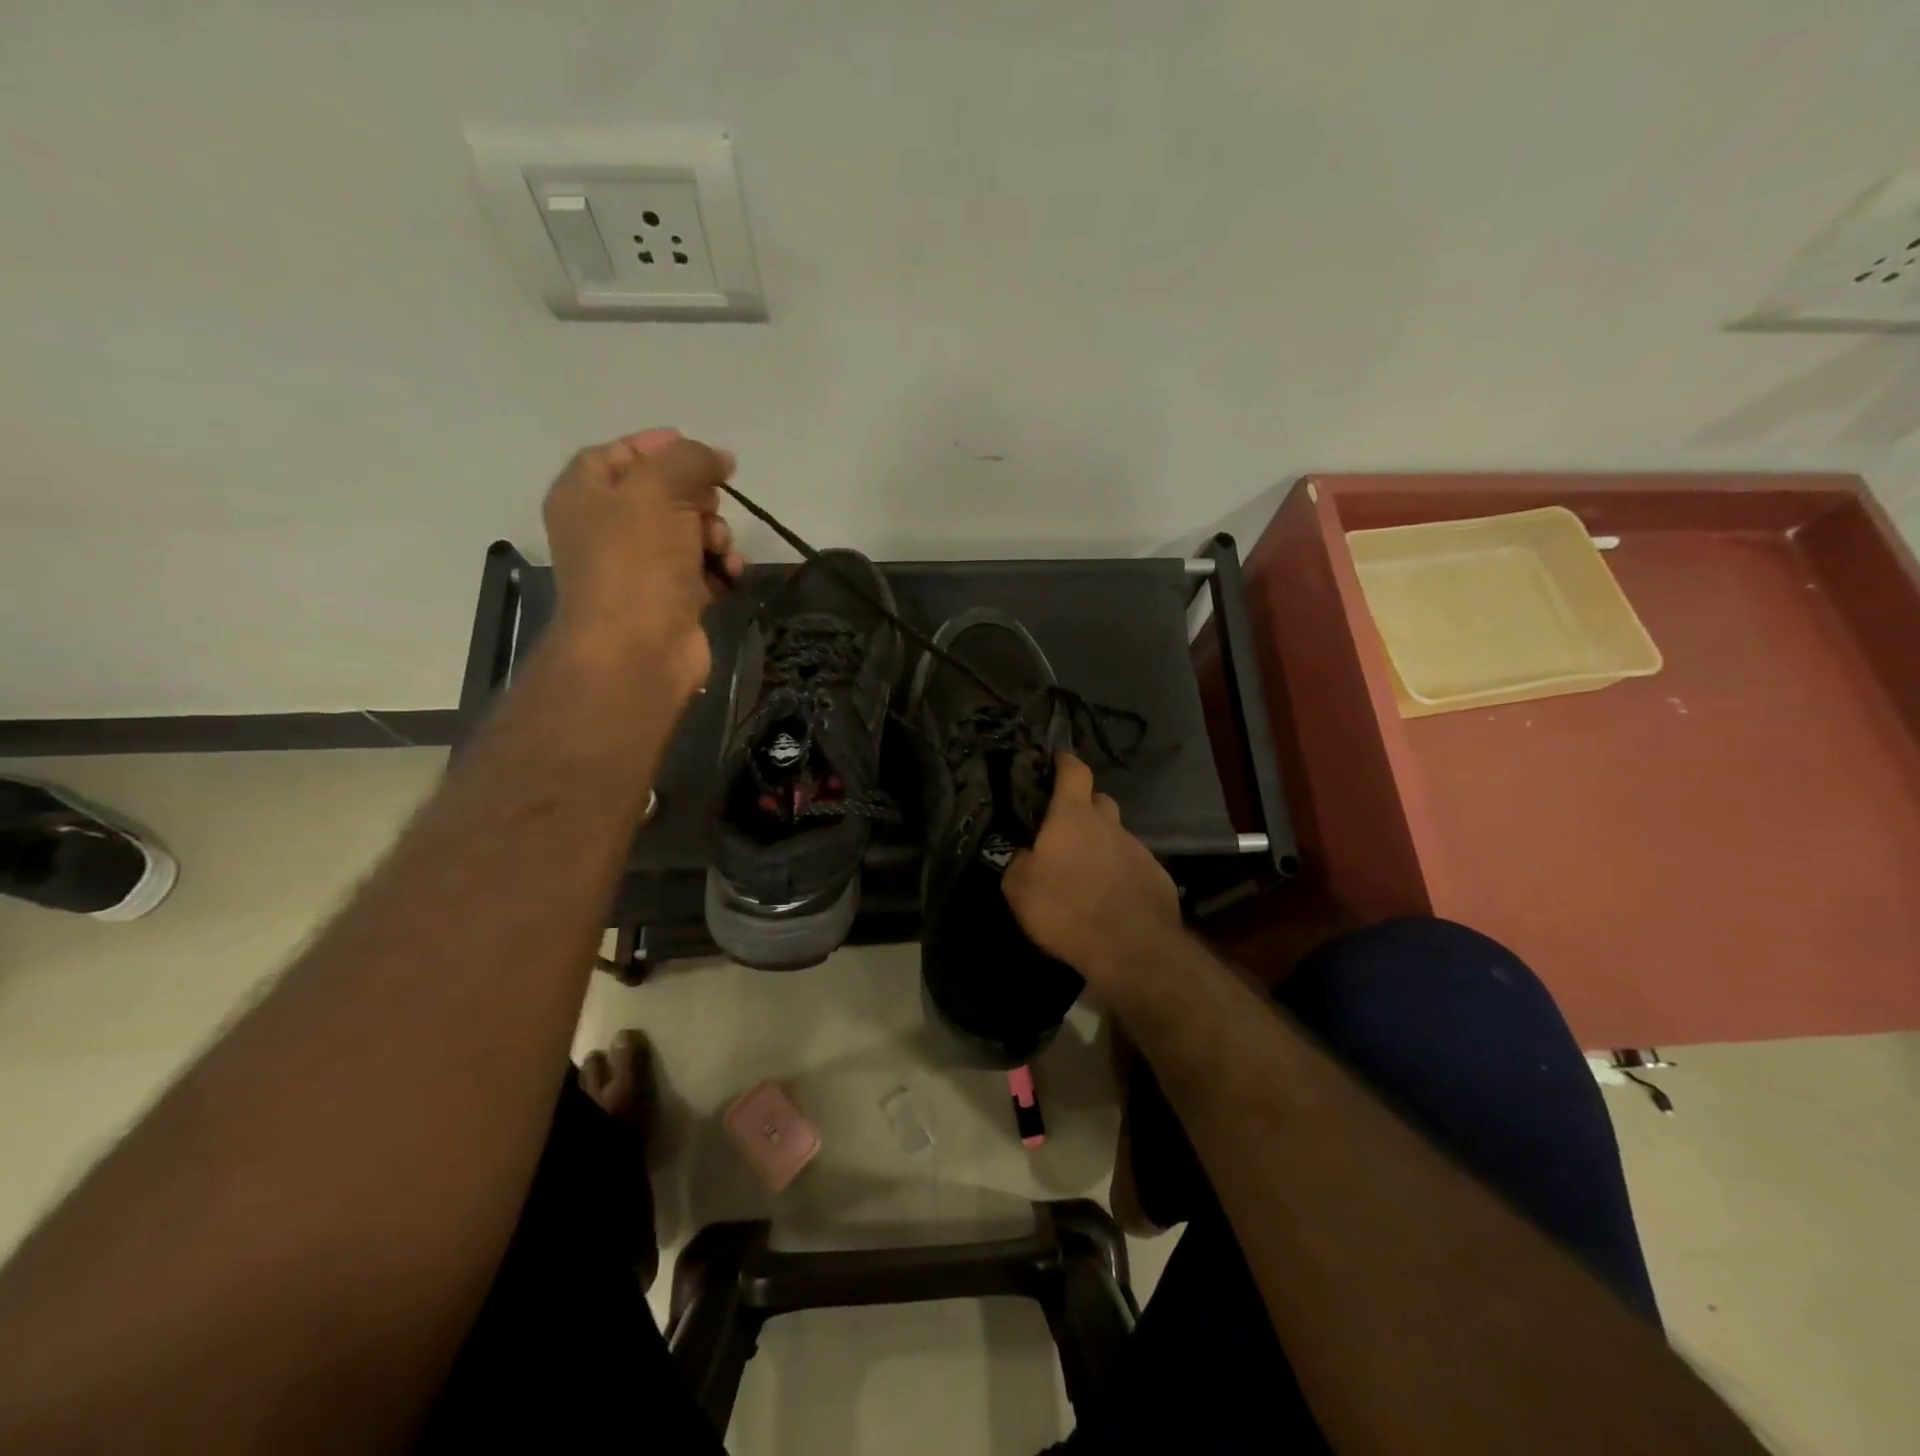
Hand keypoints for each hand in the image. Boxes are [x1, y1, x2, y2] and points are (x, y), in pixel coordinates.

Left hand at [543, 427, 743, 699]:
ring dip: (716, 534)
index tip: (702, 452)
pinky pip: (702, 569)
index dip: (658, 446)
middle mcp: (607, 529)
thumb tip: (719, 457)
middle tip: (712, 504)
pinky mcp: (671, 599)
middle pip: (662, 493)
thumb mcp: (658, 491)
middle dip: (698, 496)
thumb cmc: (636, 563)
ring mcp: (640, 568)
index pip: (618, 454)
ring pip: (689, 532)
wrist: (638, 651)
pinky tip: (731, 573)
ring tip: (722, 549)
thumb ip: (689, 460)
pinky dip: (720, 567)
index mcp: (584, 496)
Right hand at [1002, 753, 1182, 990]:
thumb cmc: (1067, 909)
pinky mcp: (1158, 878)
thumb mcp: (1020, 890)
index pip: (1074, 772)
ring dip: (1102, 846)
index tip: (1058, 760)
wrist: (1131, 948)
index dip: (1065, 762)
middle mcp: (1110, 825)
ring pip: (1117, 836)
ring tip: (1087, 874)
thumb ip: (1020, 864)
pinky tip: (1112, 899)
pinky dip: (1121, 873)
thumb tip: (1026, 855)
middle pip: (1099, 801)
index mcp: (1074, 817)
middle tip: (1067, 827)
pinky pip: (1134, 866)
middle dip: (1085, 806)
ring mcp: (1138, 850)